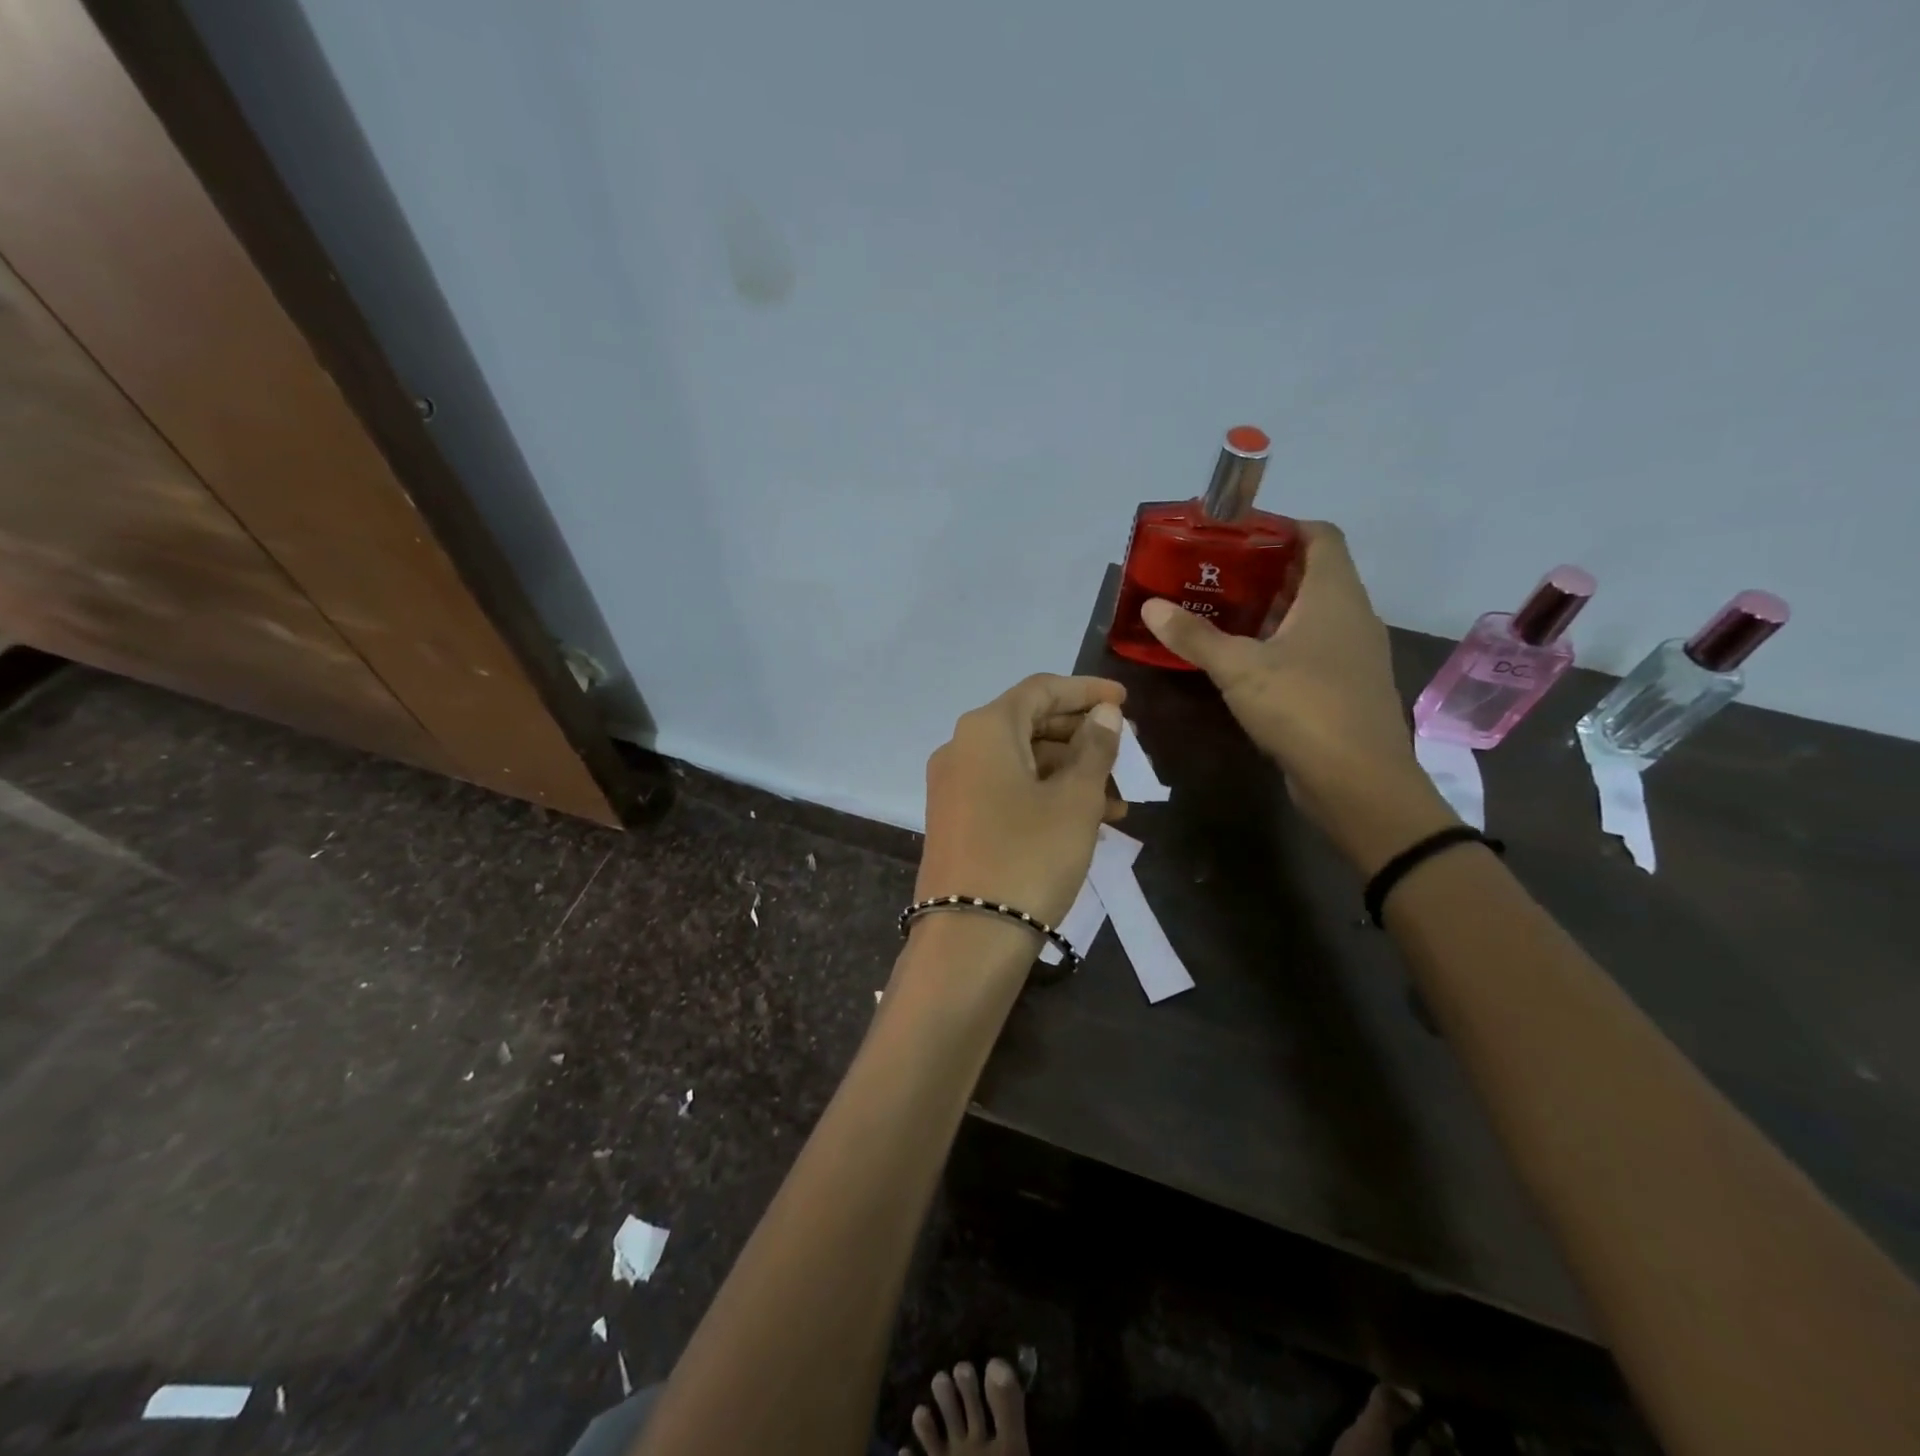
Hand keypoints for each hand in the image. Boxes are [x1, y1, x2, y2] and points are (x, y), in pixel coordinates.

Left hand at [917, 675, 1125, 928]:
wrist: (970, 938)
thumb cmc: (1030, 856)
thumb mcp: (1075, 800)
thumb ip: (1094, 748)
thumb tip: (1104, 713)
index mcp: (985, 729)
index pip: (1041, 689)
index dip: (1086, 691)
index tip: (1125, 702)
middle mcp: (961, 748)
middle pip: (1030, 724)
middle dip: (1083, 737)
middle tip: (1128, 752)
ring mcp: (955, 786)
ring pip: (1023, 762)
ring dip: (1071, 774)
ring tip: (1120, 801)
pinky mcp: (957, 819)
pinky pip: (1007, 790)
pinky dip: (1046, 796)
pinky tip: (1087, 821)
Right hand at [1140, 522, 1454, 870]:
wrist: (1358, 783)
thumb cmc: (1304, 707)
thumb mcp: (1239, 668)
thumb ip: (1194, 636)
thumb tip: (1151, 606)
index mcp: (1334, 595)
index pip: (1320, 535)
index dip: (1281, 527)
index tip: (1236, 535)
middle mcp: (1352, 616)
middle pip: (1311, 575)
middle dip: (1263, 571)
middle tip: (1213, 575)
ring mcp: (1352, 655)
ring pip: (1310, 616)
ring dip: (1269, 611)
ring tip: (1219, 614)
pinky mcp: (1345, 688)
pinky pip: (1311, 650)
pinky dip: (1279, 645)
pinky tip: (1243, 662)